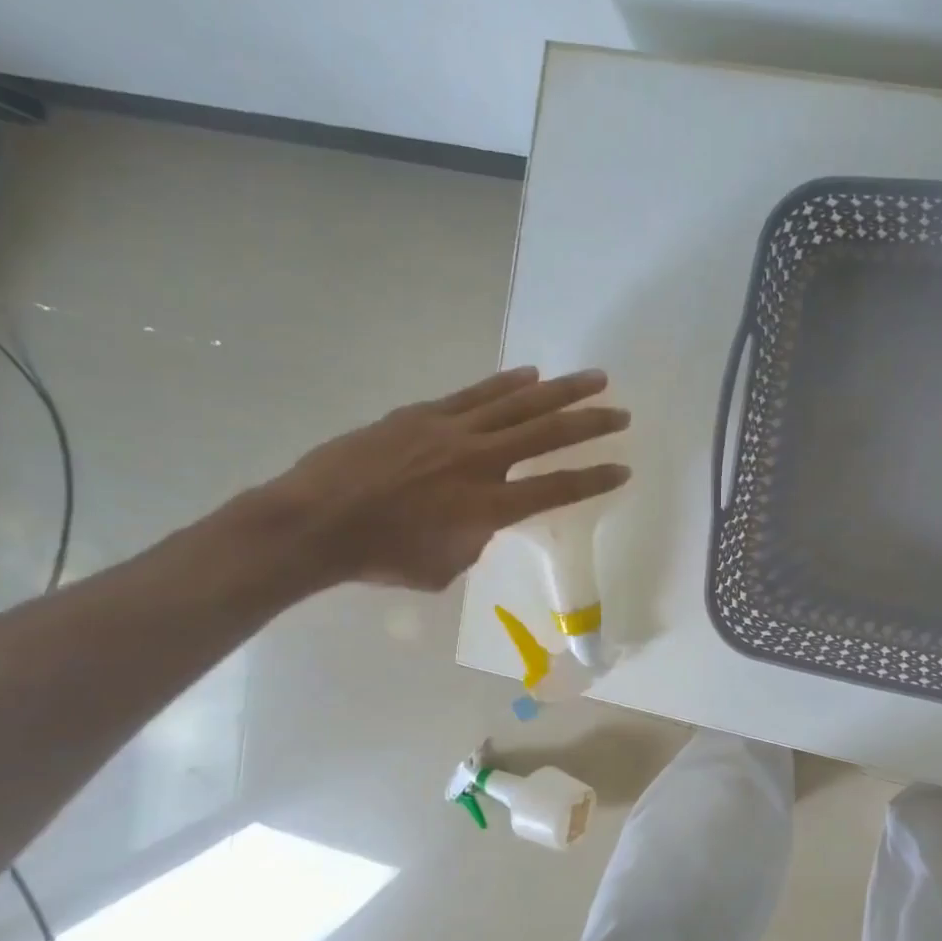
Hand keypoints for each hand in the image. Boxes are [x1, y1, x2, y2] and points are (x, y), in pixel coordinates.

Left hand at [265, 366, 629, 590]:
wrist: (317, 522)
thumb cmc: (382, 557)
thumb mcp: (445, 565)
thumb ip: (477, 538)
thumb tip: (482, 517)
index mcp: (488, 506)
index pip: (556, 488)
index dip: (595, 479)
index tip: (624, 468)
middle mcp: (479, 461)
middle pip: (548, 435)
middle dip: (591, 423)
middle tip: (622, 413)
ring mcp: (451, 430)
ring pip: (518, 403)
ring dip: (561, 391)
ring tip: (594, 378)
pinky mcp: (424, 414)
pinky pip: (476, 394)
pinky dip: (507, 384)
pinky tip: (531, 375)